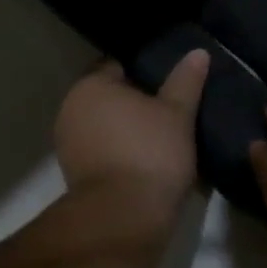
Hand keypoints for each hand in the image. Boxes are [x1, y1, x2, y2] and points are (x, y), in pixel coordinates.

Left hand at [54, 50, 210, 209]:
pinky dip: (120, 155)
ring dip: (128, 132)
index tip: (171, 86)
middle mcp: (70, 110)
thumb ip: (185, 81)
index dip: (146, 74)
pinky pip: (102, 153)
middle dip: (136, 104)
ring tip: (163, 140)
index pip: (118, 67)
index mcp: (90, 86)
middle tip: (171, 113)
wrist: (124, 215)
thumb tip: (198, 52)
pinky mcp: (74, 174)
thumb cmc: (150, 152)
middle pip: (110, 99)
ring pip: (106, 128)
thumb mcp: (177, 113)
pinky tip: (146, 164)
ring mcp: (68, 144)